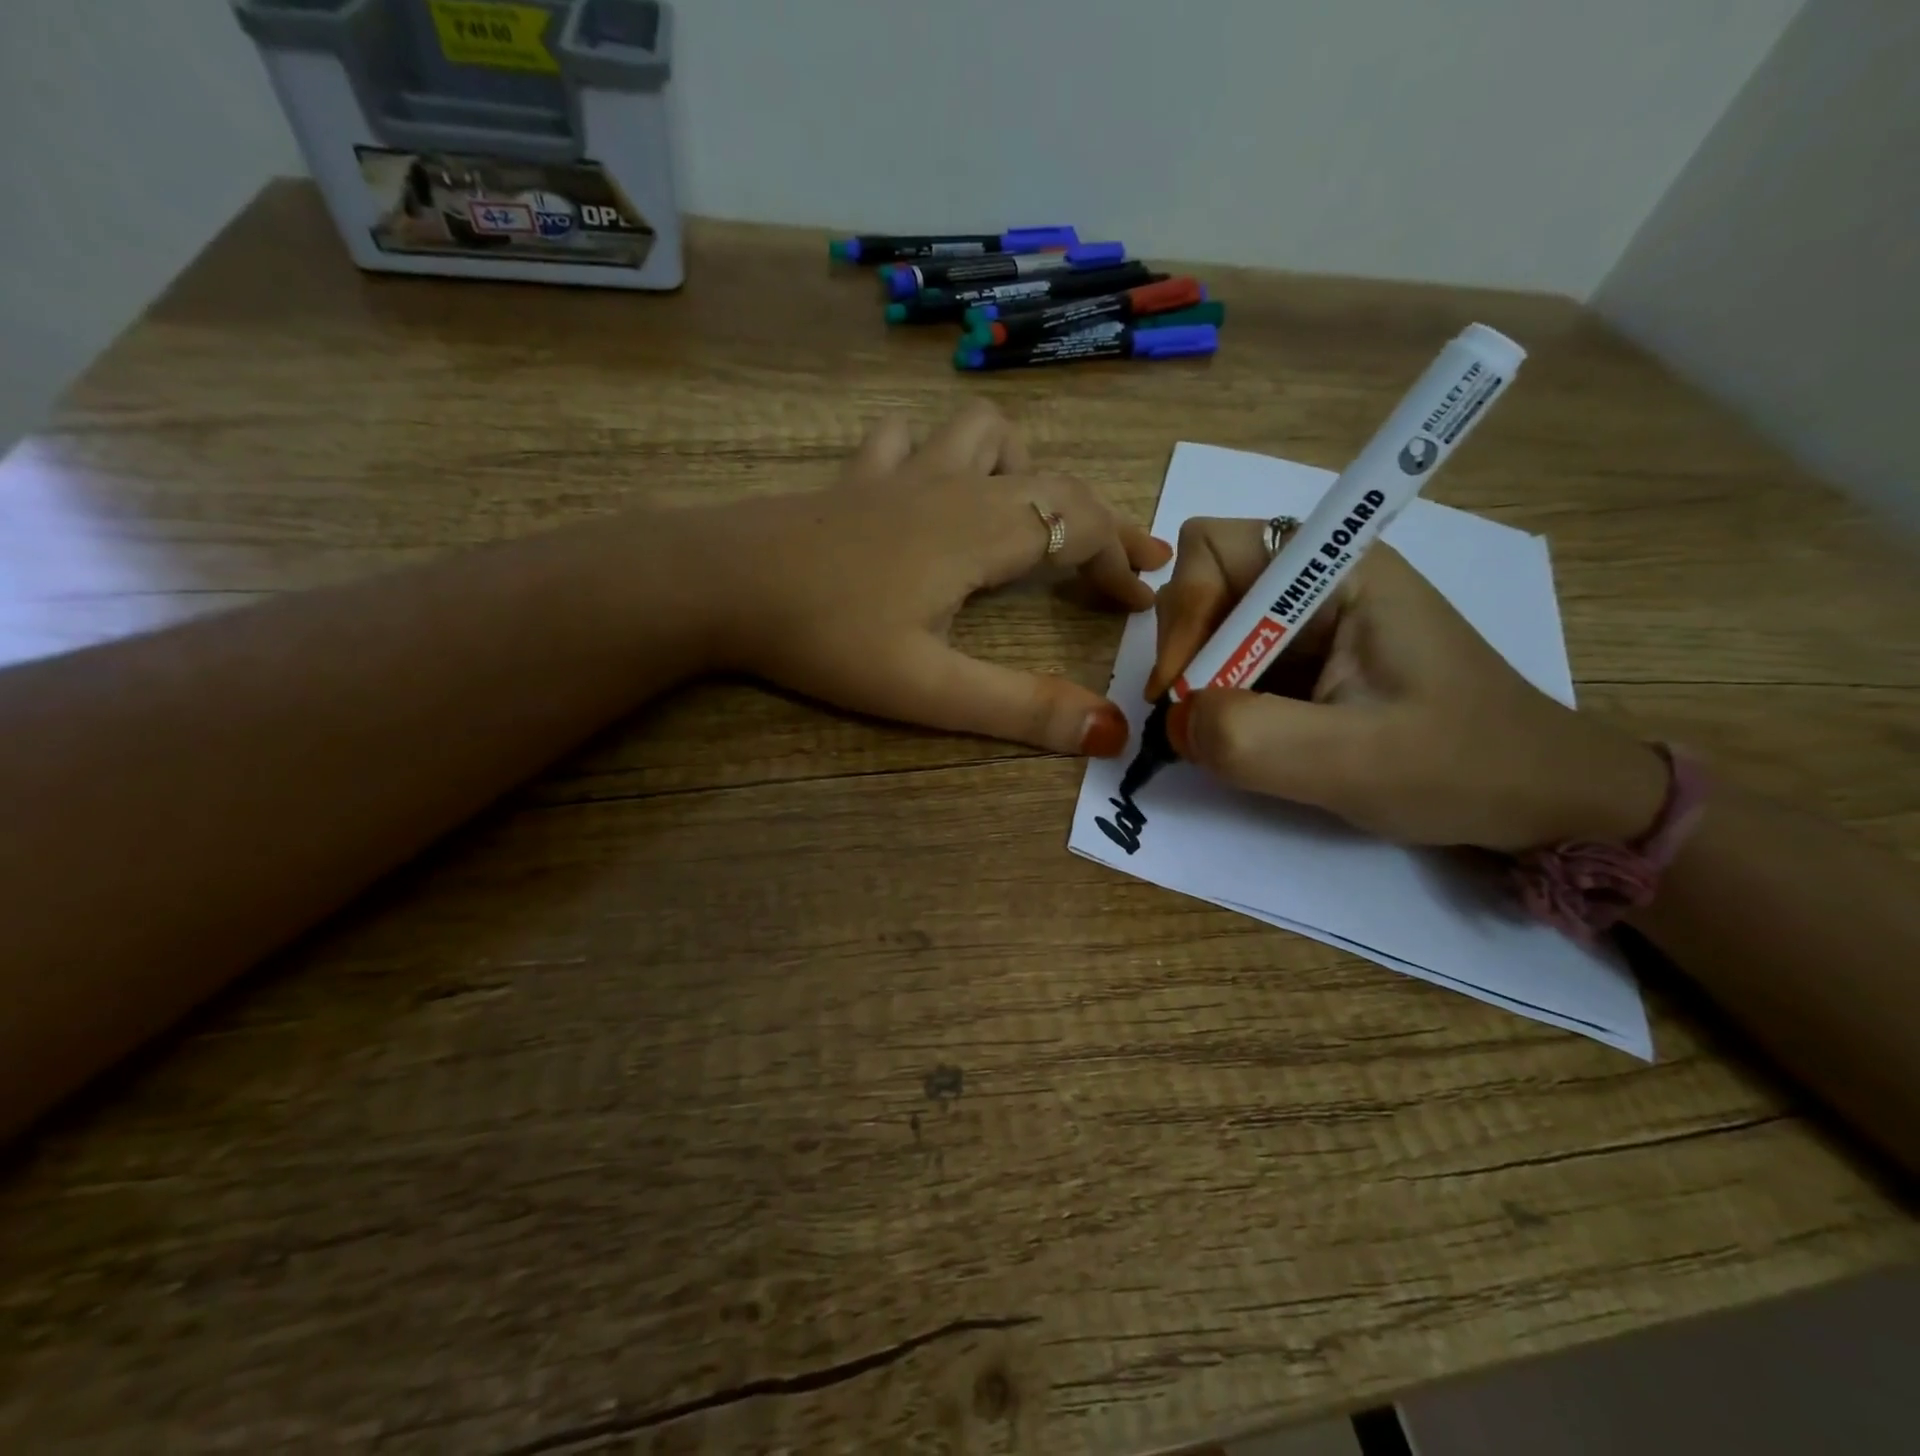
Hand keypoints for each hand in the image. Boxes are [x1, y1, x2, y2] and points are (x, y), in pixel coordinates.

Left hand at [705, 402, 1168, 756]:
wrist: (718, 583)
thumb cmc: (825, 637)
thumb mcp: (929, 689)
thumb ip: (1021, 709)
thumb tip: (1110, 731)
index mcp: (981, 532)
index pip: (1082, 526)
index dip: (1123, 560)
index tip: (1144, 601)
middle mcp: (952, 488)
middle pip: (1050, 480)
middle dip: (1096, 521)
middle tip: (1118, 564)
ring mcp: (899, 474)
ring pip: (983, 434)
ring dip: (1021, 468)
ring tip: (1025, 516)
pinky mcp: (855, 478)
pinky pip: (909, 440)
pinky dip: (939, 453)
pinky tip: (928, 483)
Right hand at [1149, 518, 1668, 850]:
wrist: (1535, 796)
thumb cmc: (1461, 767)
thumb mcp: (1352, 760)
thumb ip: (1250, 736)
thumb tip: (1178, 723)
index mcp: (1340, 569)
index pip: (1216, 548)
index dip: (1184, 612)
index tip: (1180, 690)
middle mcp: (1318, 579)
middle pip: (1205, 584)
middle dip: (1186, 652)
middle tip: (1193, 721)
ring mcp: (1312, 619)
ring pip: (1214, 628)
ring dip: (1200, 682)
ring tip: (1219, 738)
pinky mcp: (1309, 658)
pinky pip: (1235, 662)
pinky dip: (1219, 700)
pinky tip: (1242, 738)